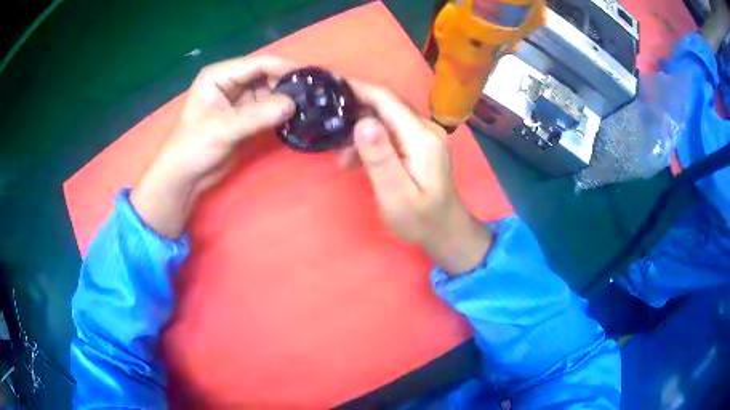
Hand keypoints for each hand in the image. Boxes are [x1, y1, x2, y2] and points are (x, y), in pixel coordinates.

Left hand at [131, 56, 296, 237]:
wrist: (185, 177)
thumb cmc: (194, 146)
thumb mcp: (224, 128)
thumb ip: (258, 115)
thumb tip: (293, 105)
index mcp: (219, 75)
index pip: (257, 64)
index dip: (283, 67)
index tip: (309, 76)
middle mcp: (230, 82)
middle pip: (265, 75)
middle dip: (286, 83)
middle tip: (313, 92)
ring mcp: (238, 100)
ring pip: (268, 92)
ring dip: (285, 98)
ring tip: (309, 103)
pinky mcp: (244, 117)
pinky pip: (267, 109)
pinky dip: (280, 112)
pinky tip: (296, 115)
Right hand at [347, 81, 492, 274]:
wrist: (446, 231)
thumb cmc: (420, 220)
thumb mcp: (396, 195)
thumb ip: (380, 159)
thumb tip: (363, 122)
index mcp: (421, 137)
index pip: (386, 99)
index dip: (357, 88)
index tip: (329, 85)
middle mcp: (426, 128)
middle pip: (386, 103)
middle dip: (355, 107)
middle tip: (326, 120)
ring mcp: (424, 134)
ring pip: (386, 116)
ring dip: (360, 128)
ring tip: (339, 154)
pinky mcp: (419, 143)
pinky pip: (391, 130)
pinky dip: (370, 139)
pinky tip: (354, 158)